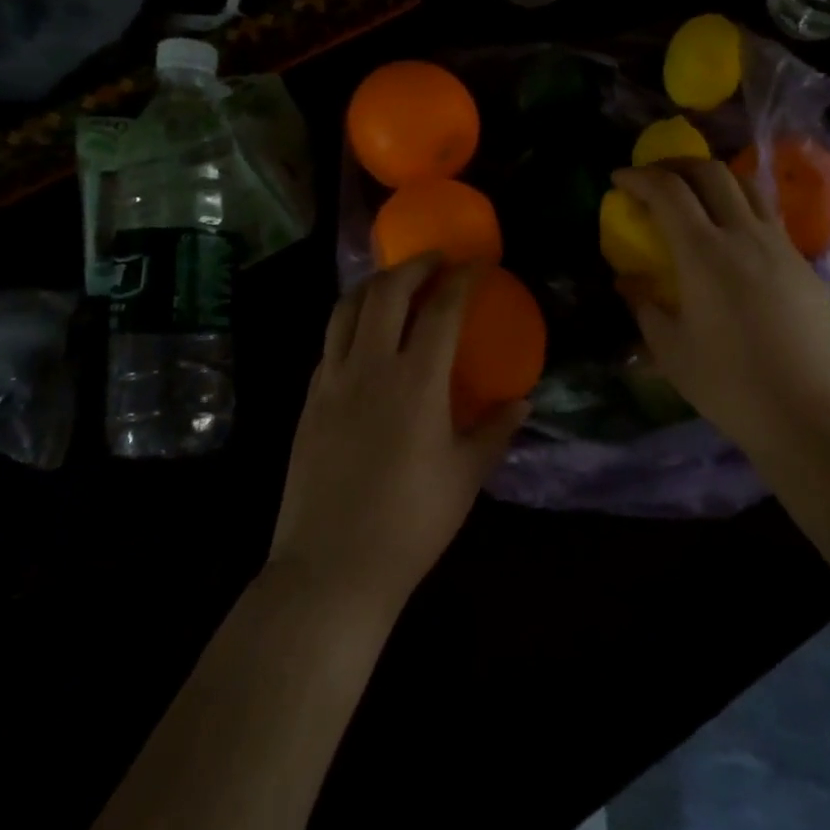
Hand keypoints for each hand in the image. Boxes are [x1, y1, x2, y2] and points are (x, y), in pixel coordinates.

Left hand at [269, 255, 526, 610]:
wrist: (331, 568)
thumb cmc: (410, 524)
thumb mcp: (466, 476)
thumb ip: (495, 430)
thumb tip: (522, 401)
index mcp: (416, 382)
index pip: (441, 310)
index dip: (462, 279)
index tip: (478, 264)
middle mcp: (369, 368)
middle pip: (386, 292)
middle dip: (415, 266)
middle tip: (437, 261)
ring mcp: (331, 381)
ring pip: (346, 308)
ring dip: (375, 285)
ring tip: (396, 283)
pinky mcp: (308, 401)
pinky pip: (329, 343)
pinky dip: (350, 322)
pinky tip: (364, 336)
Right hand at [613, 161, 829, 450]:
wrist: (809, 413)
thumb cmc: (730, 385)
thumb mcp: (671, 351)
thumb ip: (644, 307)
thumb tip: (627, 282)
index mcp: (705, 253)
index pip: (668, 192)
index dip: (639, 177)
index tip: (618, 178)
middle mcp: (745, 235)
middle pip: (712, 173)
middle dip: (677, 164)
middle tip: (654, 179)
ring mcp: (782, 247)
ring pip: (749, 187)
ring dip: (715, 179)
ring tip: (695, 195)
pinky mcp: (805, 266)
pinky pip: (769, 220)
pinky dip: (741, 211)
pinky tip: (733, 243)